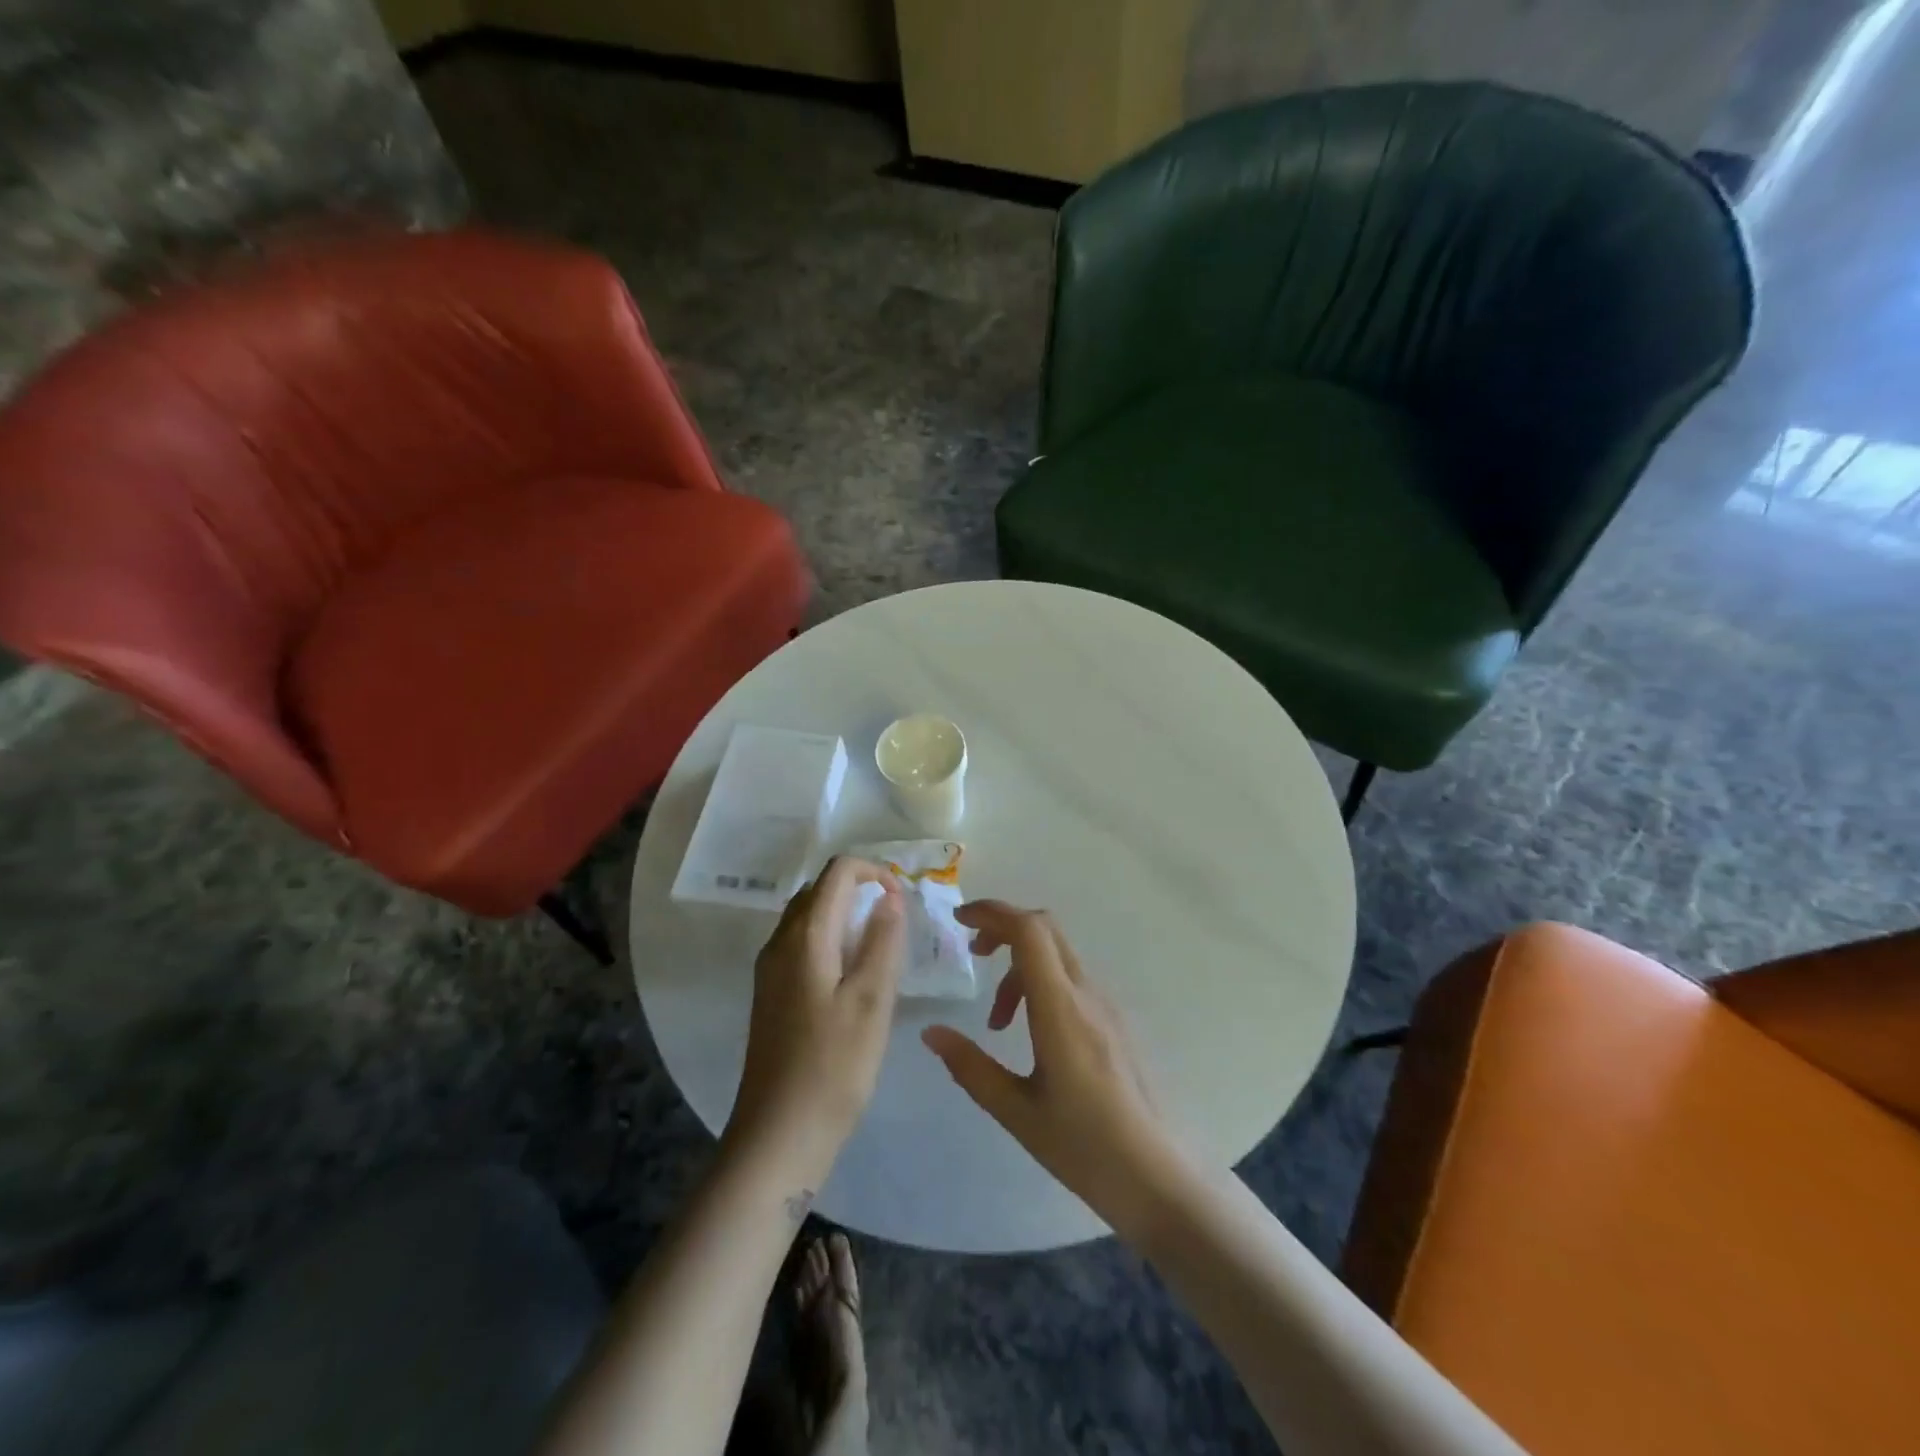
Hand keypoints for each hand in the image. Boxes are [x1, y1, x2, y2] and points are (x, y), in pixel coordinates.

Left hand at [728, 858, 906, 1178]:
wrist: (777, 1135)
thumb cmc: (833, 1067)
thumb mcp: (872, 1001)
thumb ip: (882, 941)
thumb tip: (888, 897)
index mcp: (805, 937)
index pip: (837, 872)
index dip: (873, 872)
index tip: (902, 899)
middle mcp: (779, 942)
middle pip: (819, 890)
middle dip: (859, 890)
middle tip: (896, 921)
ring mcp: (770, 969)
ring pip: (808, 917)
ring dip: (845, 915)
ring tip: (880, 945)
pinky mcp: (770, 993)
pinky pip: (801, 944)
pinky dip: (831, 939)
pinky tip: (852, 975)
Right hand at [921, 902, 1178, 1227]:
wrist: (1164, 1179)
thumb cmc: (1086, 1148)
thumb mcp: (1017, 1113)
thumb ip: (971, 1067)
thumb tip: (931, 1032)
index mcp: (1061, 1009)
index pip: (1029, 930)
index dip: (992, 912)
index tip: (959, 919)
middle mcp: (1087, 994)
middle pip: (1045, 929)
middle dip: (1004, 928)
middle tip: (973, 953)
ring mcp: (1108, 1005)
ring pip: (1058, 955)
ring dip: (1021, 965)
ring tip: (998, 1021)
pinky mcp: (1117, 1022)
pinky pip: (1073, 980)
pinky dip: (1042, 984)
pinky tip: (1032, 1034)